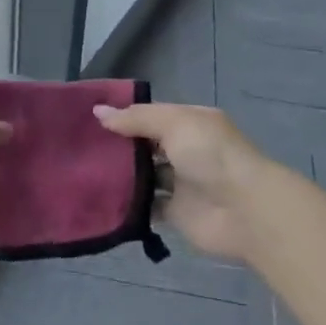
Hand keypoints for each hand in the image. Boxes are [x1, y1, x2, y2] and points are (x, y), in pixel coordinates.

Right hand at [93, 102, 274, 260]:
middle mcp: (186, 150)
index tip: (89, 118)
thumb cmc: (210, 155)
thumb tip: (98, 111)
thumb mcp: (173, 123)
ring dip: (122, 175)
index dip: (124, 116)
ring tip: (83, 171)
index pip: (151, 115)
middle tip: (80, 146)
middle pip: (146, 145)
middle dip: (118, 146)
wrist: (245, 210)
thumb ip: (135, 118)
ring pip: (144, 175)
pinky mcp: (176, 213)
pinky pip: (147, 206)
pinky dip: (129, 205)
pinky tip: (102, 199)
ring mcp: (181, 183)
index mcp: (190, 123)